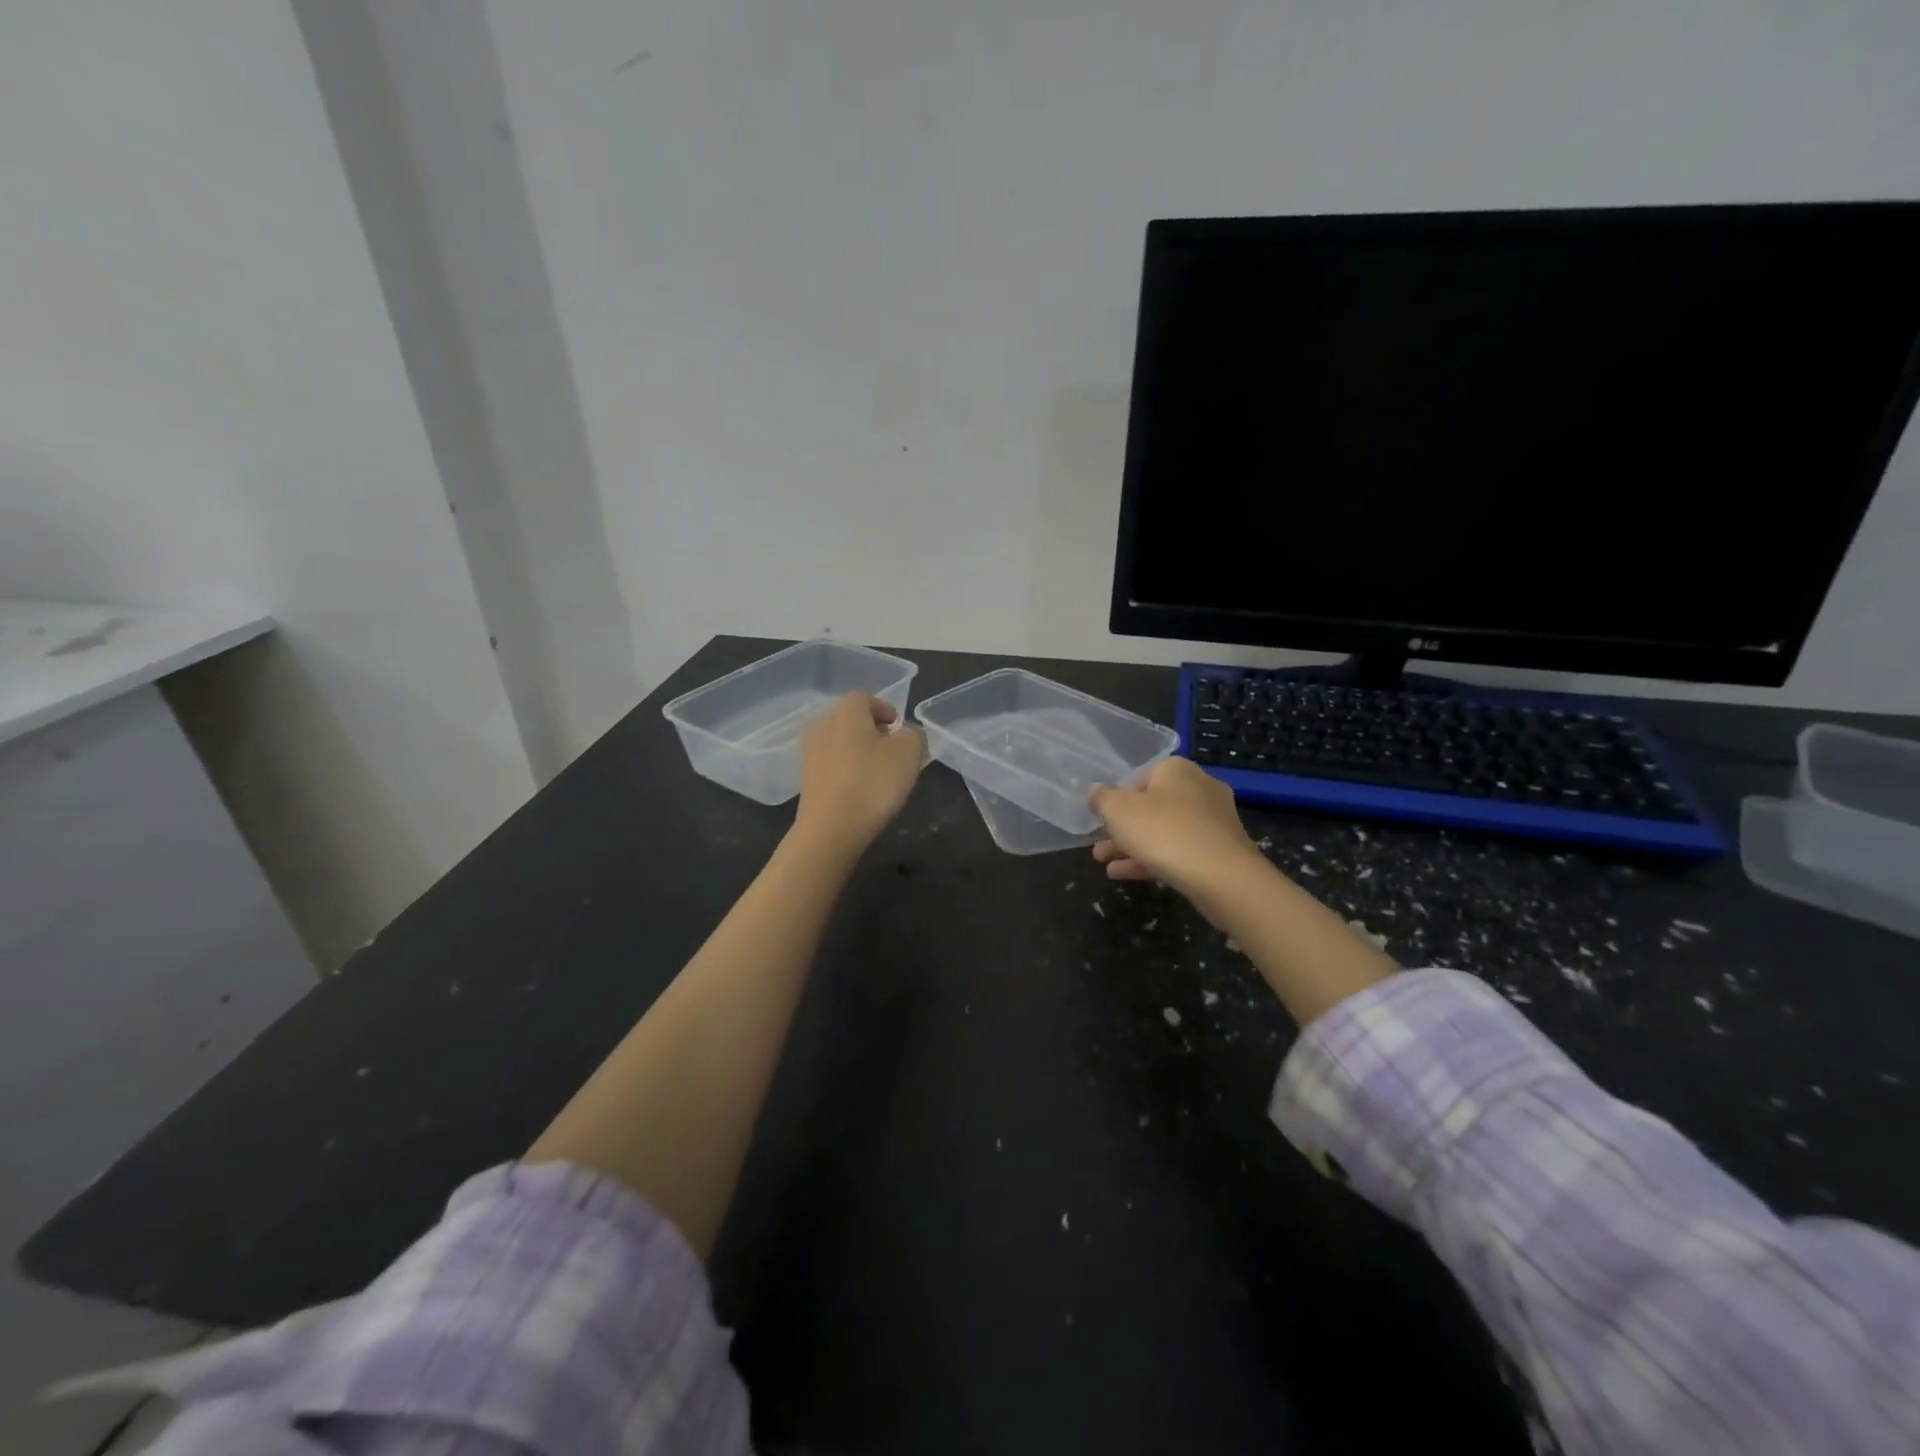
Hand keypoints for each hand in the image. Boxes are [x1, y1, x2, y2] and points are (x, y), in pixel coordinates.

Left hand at [793, 693, 926, 856]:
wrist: (831, 829)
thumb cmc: (873, 782)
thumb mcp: (910, 753)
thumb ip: (914, 735)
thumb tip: (906, 734)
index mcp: (846, 711)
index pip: (866, 699)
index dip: (885, 710)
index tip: (899, 727)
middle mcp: (822, 725)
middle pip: (850, 719)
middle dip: (872, 730)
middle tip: (893, 748)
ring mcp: (809, 753)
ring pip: (839, 742)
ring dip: (858, 750)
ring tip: (879, 771)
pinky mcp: (805, 779)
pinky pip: (831, 764)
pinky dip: (846, 769)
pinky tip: (860, 789)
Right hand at [1089, 758, 1262, 902]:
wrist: (1223, 877)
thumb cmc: (1164, 832)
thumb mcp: (1119, 811)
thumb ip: (1102, 798)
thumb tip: (1095, 790)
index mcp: (1176, 770)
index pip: (1140, 777)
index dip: (1118, 798)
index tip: (1103, 819)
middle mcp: (1199, 788)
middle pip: (1151, 807)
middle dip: (1122, 829)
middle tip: (1099, 847)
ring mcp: (1213, 820)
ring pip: (1163, 831)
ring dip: (1132, 847)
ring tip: (1104, 865)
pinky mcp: (1220, 850)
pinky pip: (1180, 851)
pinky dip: (1152, 860)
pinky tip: (1124, 875)